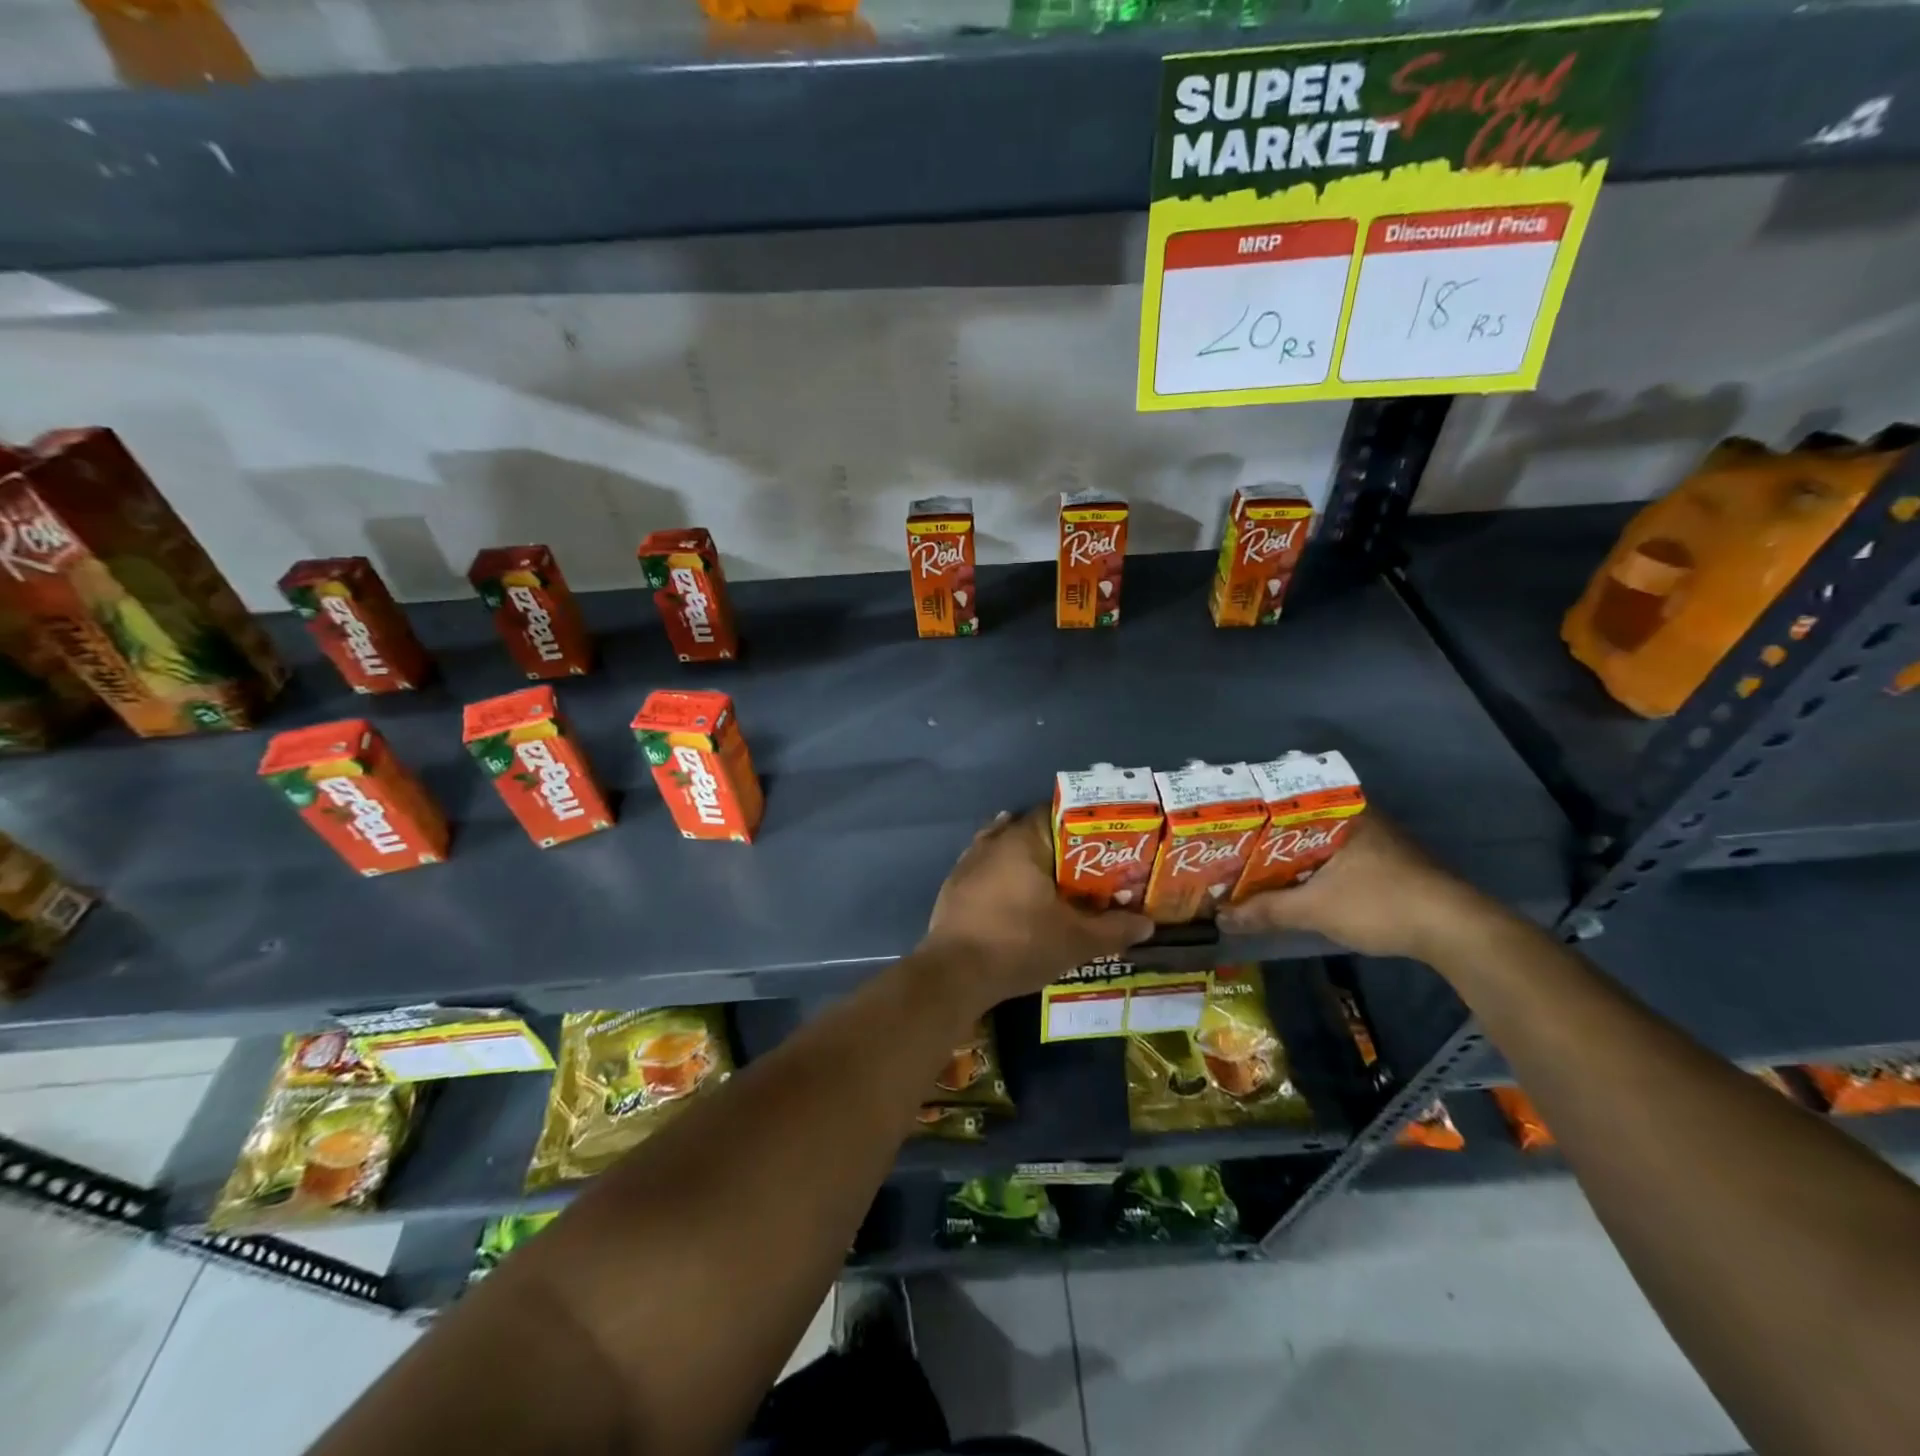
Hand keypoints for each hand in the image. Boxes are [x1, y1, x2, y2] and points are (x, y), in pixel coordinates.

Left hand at [921, 808, 1152, 1008]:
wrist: (954, 975)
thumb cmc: (1018, 944)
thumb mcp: (1075, 940)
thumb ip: (1113, 929)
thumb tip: (1147, 924)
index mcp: (1022, 840)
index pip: (1056, 813)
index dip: (1083, 826)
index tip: (1105, 843)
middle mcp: (992, 842)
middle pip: (1030, 830)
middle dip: (1058, 846)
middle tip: (1086, 867)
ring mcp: (967, 863)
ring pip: (1005, 849)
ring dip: (1028, 860)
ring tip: (1055, 882)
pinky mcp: (953, 887)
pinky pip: (987, 870)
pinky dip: (1005, 877)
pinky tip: (1017, 896)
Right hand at [1216, 814, 1493, 959]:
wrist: (1454, 931)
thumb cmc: (1379, 903)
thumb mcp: (1314, 909)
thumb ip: (1266, 911)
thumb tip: (1221, 918)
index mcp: (1342, 812)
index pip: (1286, 801)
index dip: (1253, 815)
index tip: (1226, 827)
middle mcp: (1360, 818)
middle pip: (1300, 824)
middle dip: (1268, 841)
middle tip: (1232, 852)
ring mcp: (1378, 841)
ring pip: (1320, 844)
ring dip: (1291, 859)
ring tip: (1254, 870)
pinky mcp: (1389, 866)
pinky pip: (1337, 859)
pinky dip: (1314, 871)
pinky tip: (1295, 886)